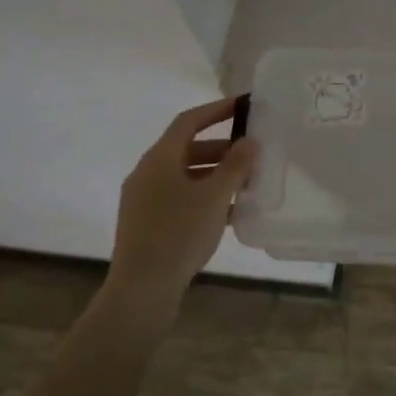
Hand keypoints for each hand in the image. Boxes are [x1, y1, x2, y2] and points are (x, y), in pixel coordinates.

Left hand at [108, 97, 256, 301]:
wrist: (142, 289)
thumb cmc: (179, 234)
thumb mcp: (214, 197)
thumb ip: (235, 166)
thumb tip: (250, 141)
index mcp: (159, 158)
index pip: (189, 121)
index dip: (217, 110)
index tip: (244, 106)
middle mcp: (147, 173)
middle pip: (188, 148)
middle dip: (223, 148)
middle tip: (253, 153)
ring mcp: (144, 199)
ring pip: (185, 175)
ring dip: (216, 175)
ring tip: (247, 184)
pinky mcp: (147, 223)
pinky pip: (180, 197)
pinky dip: (204, 196)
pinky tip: (229, 212)